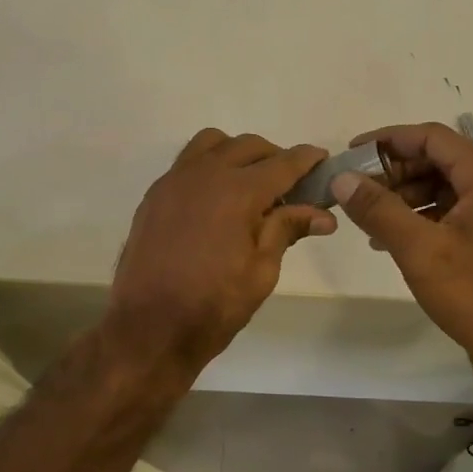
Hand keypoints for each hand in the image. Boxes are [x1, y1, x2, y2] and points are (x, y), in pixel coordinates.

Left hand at [104, 129, 335, 374]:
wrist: (149, 327)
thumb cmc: (213, 306)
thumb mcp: (261, 272)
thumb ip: (286, 231)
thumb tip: (323, 214)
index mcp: (238, 192)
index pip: (283, 163)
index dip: (307, 160)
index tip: (323, 160)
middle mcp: (205, 174)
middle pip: (248, 146)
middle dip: (274, 157)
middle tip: (289, 184)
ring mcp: (174, 181)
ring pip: (212, 144)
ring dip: (237, 153)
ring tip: (249, 183)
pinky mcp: (154, 195)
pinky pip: (186, 163)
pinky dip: (208, 166)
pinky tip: (215, 198)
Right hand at [332, 121, 472, 367]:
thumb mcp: (418, 249)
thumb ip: (378, 209)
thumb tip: (341, 179)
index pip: (431, 137)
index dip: (388, 140)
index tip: (352, 153)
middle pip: (439, 160)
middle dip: (395, 172)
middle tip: (358, 190)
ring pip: (447, 186)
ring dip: (407, 196)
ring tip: (371, 219)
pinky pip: (457, 209)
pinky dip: (426, 215)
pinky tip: (395, 238)